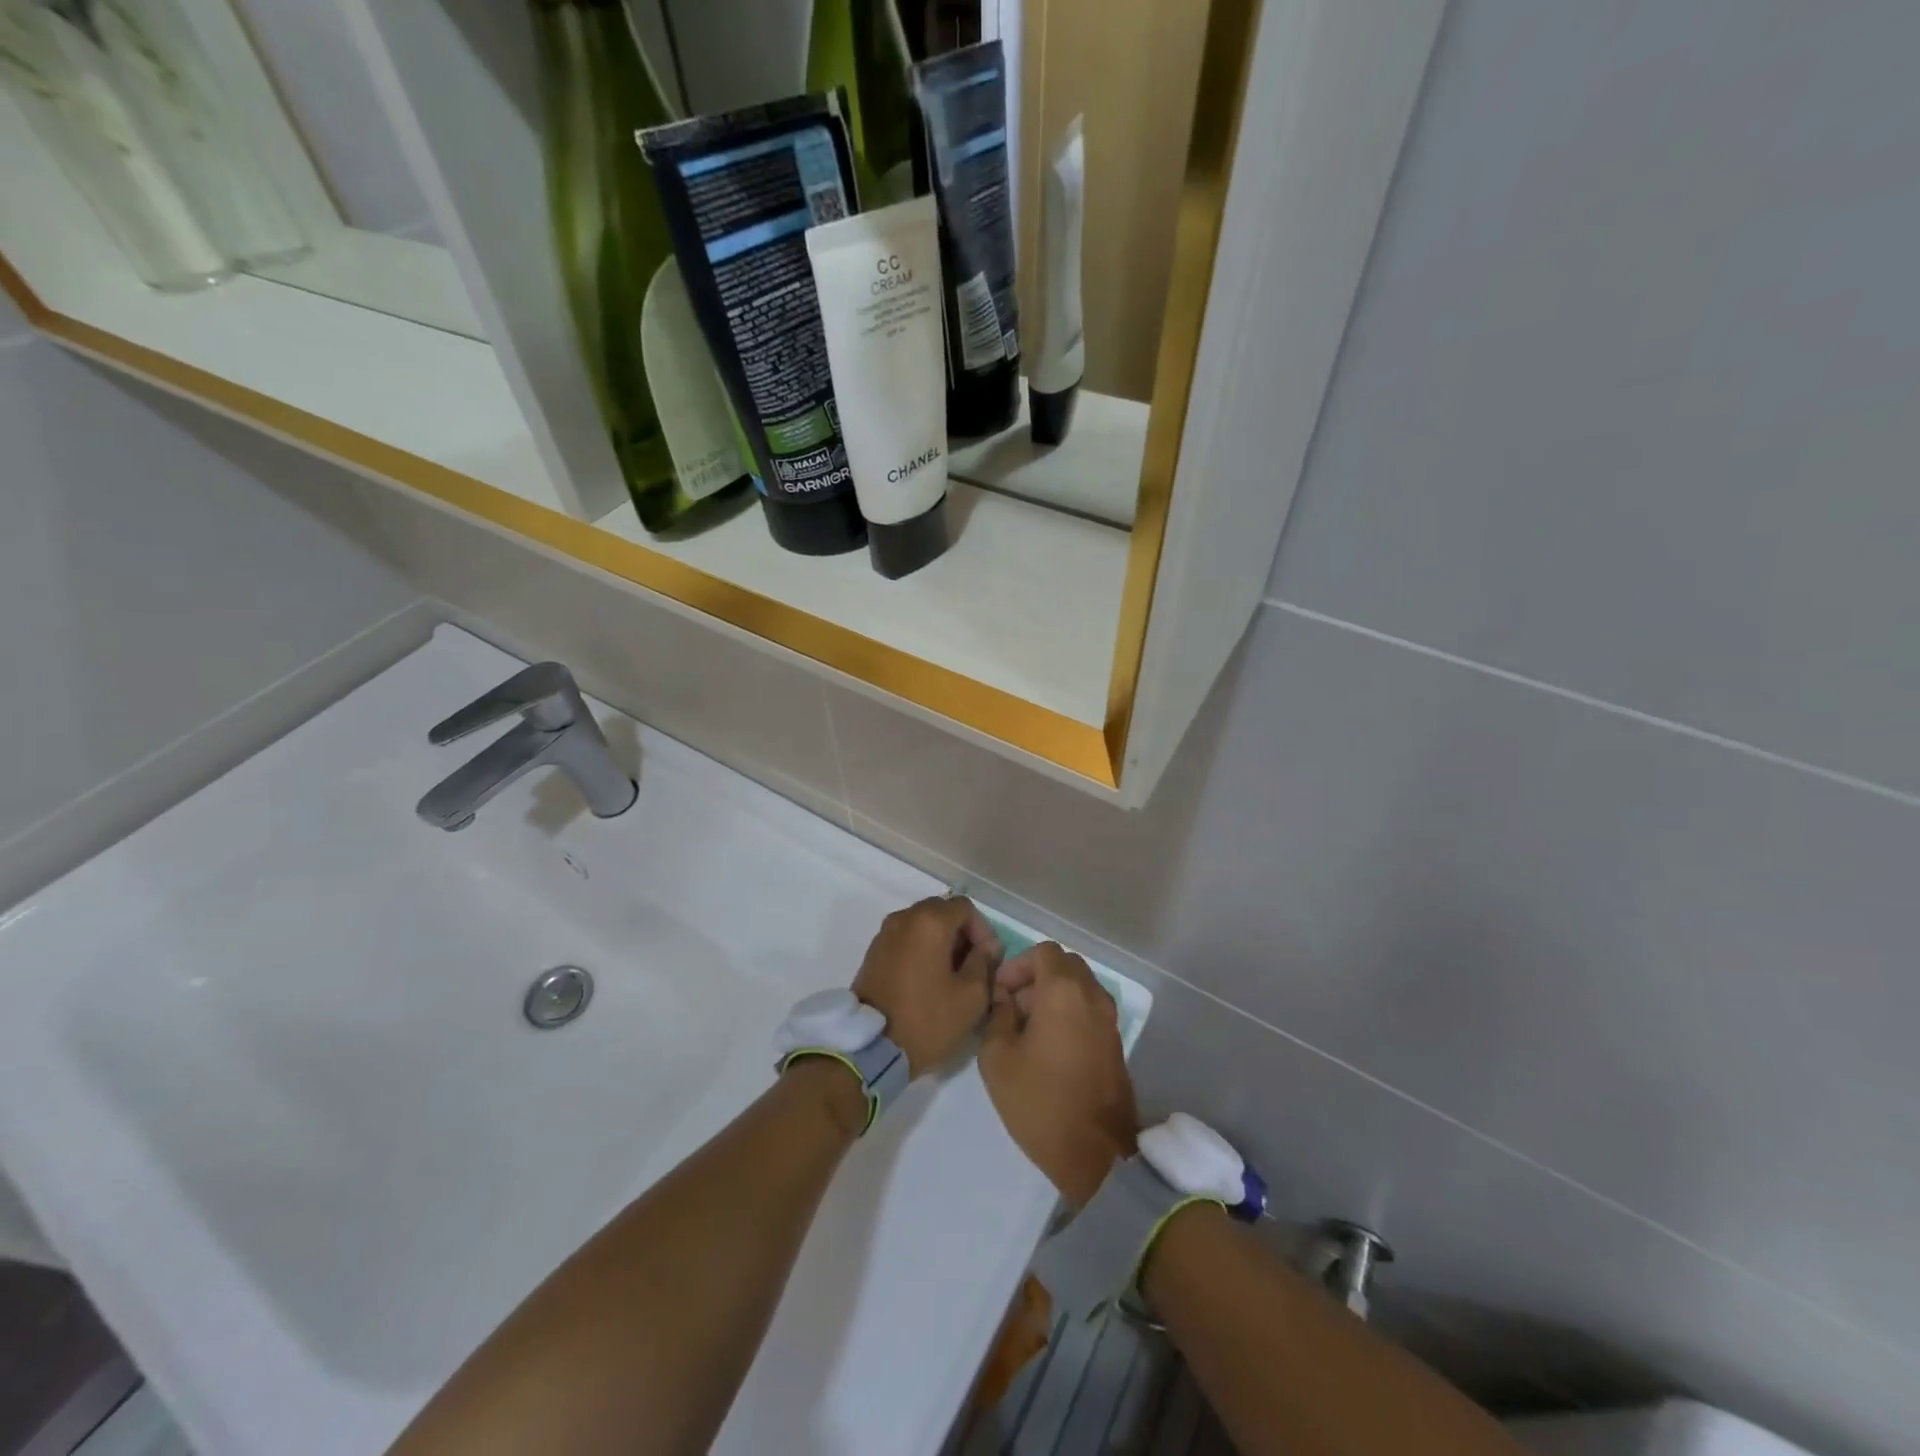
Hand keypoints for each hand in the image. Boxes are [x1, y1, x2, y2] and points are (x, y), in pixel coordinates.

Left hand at [853, 897, 1001, 1076]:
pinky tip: (928, 979)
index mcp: (929, 921)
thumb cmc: (927, 1019)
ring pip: (922, 925)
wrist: (871, 1048)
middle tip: (972, 966)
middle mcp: (904, 918)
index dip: (983, 930)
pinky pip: (905, 939)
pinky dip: (921, 950)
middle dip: (961, 934)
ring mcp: (884, 934)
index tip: (988, 959)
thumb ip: (984, 962)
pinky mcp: (873, 953)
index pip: (965, 907)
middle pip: (942, 912)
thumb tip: (988, 946)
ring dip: (941, 942)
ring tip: (951, 975)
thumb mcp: (971, 996)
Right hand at [979, 943, 1137, 1207]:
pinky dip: (1069, 1012)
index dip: (1017, 965)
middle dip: (1035, 976)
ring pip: (1079, 986)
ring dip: (1053, 994)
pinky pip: (1089, 1009)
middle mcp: (1093, 996)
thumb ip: (997, 1016)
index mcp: (1064, 991)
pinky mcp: (1116, 1042)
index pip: (1043, 952)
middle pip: (1064, 965)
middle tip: (1012, 1006)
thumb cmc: (1040, 1101)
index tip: (1000, 992)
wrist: (1096, 1155)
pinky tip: (1048, 1045)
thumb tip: (1006, 1001)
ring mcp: (1109, 1019)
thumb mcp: (997, 1058)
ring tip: (1027, 1028)